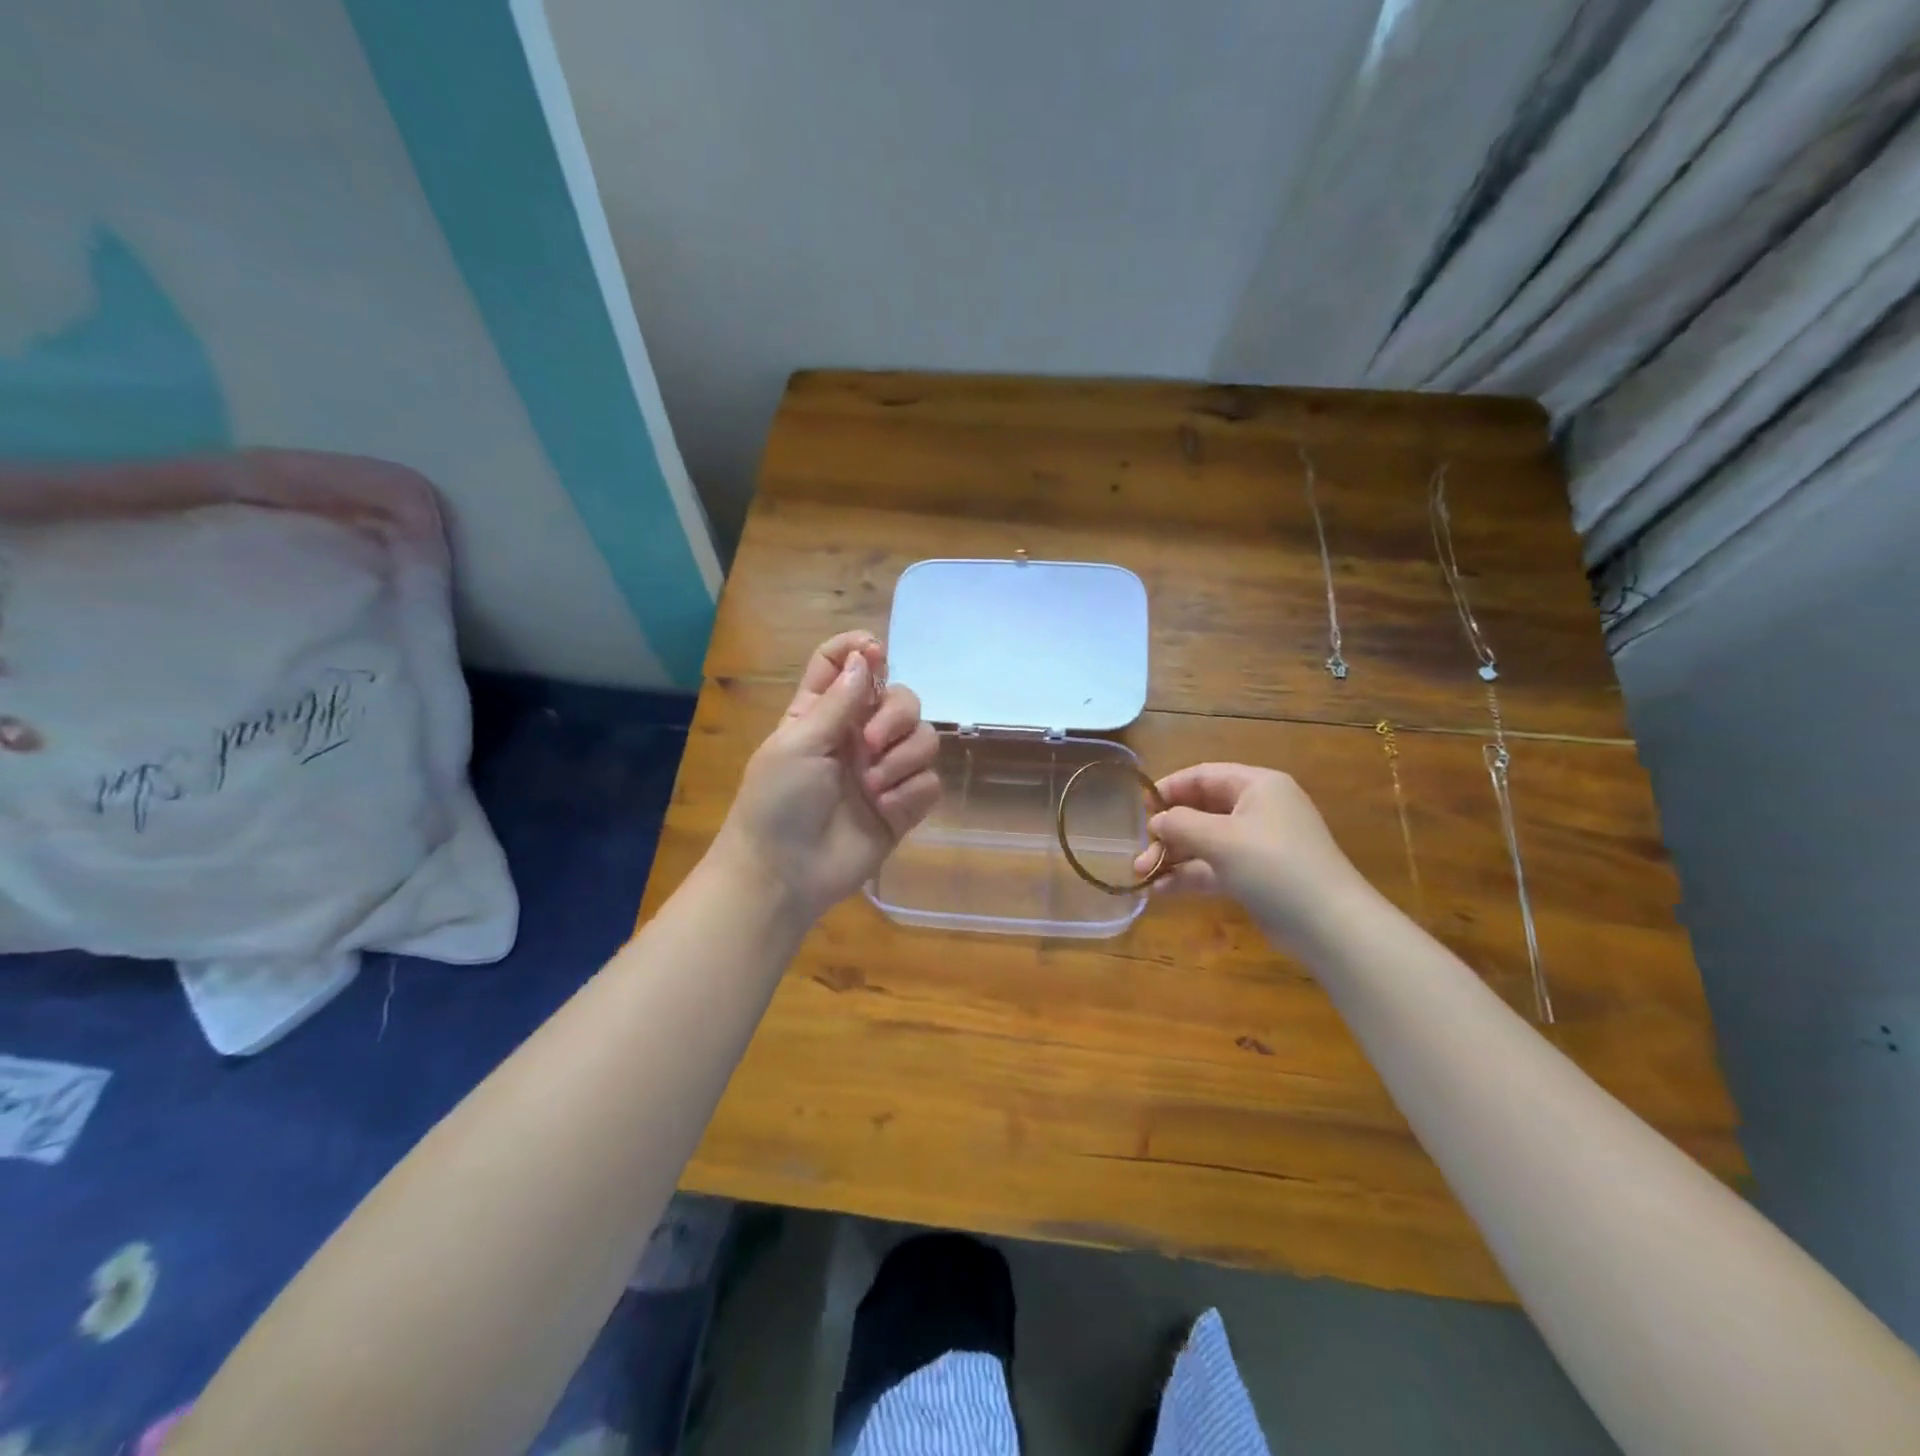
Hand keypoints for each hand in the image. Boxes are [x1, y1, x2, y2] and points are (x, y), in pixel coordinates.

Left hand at [711, 631, 940, 923]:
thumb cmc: (777, 802)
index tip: (875, 653)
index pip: (844, 664)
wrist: (784, 873)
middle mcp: (859, 735)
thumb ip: (838, 701)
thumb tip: (865, 655)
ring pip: (924, 738)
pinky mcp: (904, 805)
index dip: (861, 650)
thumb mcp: (799, 743)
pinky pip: (929, 781)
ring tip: (873, 786)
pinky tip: (885, 808)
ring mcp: (884, 771)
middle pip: (901, 698)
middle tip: (872, 744)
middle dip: (895, 715)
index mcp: (823, 713)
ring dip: (903, 758)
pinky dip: (910, 792)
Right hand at [1131, 762, 1366, 943]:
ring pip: (1205, 842)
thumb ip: (1181, 824)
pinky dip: (1189, 876)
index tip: (1140, 808)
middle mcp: (1258, 809)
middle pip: (1201, 810)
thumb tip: (1156, 821)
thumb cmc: (1274, 866)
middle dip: (1168, 831)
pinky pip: (1214, 867)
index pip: (1204, 776)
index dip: (1169, 788)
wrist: (1330, 925)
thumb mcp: (1222, 839)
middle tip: (1140, 851)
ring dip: (1173, 856)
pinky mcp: (1256, 876)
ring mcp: (1257, 844)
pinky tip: (1161, 891)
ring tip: (1141, 874)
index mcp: (1258, 786)